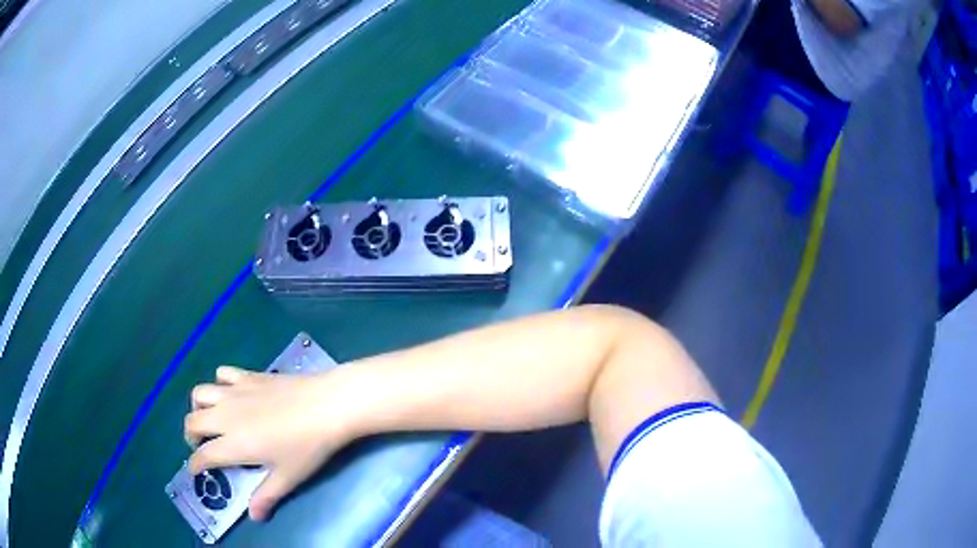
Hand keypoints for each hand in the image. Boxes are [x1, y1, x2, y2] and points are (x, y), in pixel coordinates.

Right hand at [184, 366, 353, 520]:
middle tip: (203, 446)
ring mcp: (235, 391)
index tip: (196, 471)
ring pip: (200, 393)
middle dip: (191, 436)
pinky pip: (222, 374)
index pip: (203, 455)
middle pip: (192, 421)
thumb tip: (254, 516)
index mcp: (233, 444)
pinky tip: (231, 394)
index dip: (195, 465)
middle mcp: (226, 415)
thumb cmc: (308, 447)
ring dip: (198, 408)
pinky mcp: (248, 375)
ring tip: (211, 420)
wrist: (327, 405)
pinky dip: (218, 384)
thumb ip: (267, 496)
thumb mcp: (288, 477)